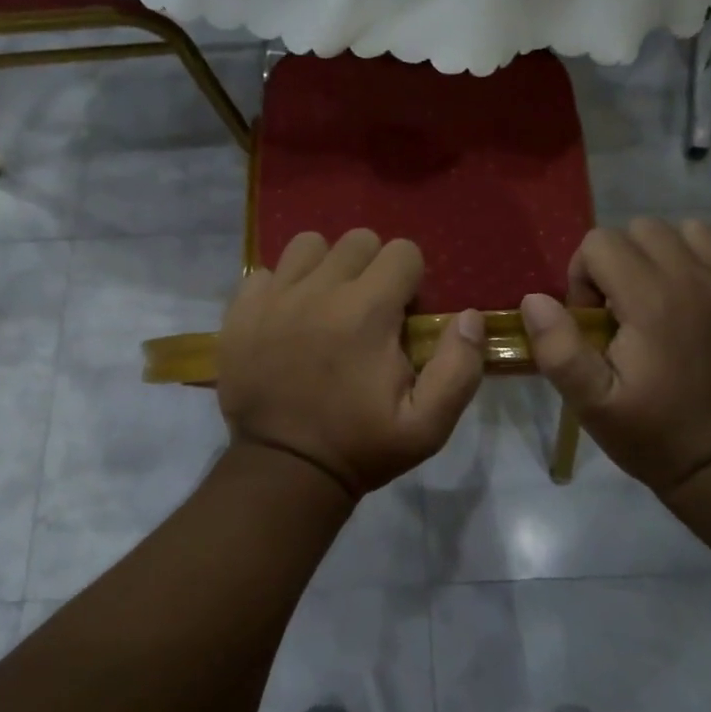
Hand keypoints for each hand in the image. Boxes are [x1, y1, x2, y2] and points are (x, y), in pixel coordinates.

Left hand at [218, 230, 485, 499]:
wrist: (284, 470)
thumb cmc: (360, 446)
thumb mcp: (428, 425)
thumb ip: (458, 367)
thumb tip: (469, 316)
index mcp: (367, 312)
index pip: (402, 252)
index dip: (410, 280)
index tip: (401, 315)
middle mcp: (319, 291)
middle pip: (357, 240)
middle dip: (372, 268)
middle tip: (367, 311)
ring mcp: (274, 297)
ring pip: (309, 245)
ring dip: (325, 268)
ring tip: (326, 305)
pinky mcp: (241, 311)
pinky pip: (265, 272)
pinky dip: (281, 288)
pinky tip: (288, 319)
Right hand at [520, 218, 710, 495]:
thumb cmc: (653, 433)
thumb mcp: (591, 403)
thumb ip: (558, 348)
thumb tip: (535, 299)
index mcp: (651, 299)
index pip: (601, 242)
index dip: (584, 276)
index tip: (593, 321)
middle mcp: (696, 280)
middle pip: (645, 229)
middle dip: (622, 261)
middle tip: (622, 312)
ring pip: (694, 233)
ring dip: (669, 257)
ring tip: (662, 301)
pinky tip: (704, 313)